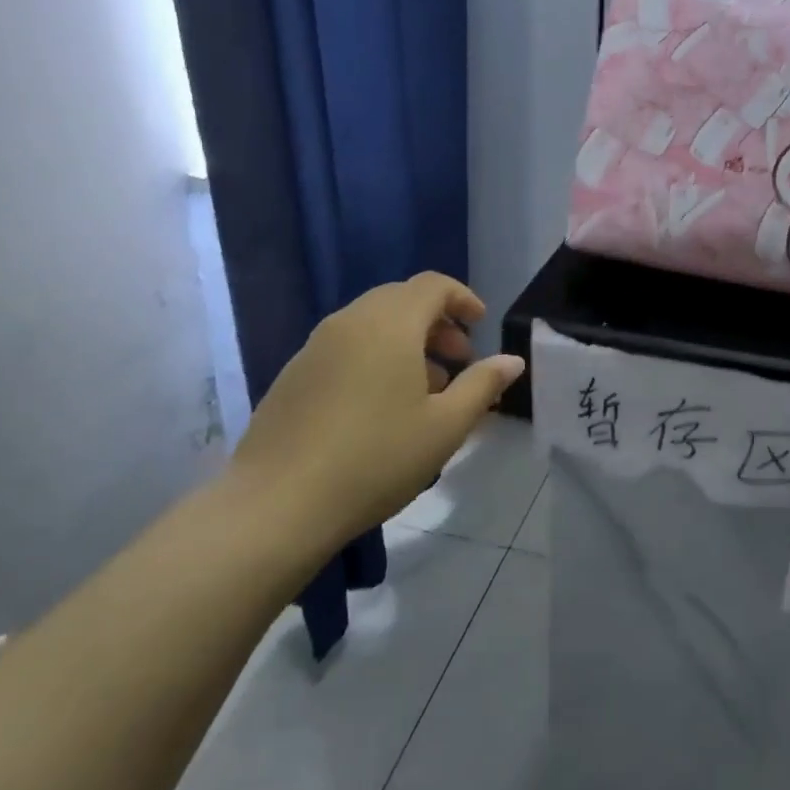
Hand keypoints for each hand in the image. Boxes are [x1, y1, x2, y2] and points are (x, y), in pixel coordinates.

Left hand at [223, 273, 524, 564]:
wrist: (277, 504)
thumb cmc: (376, 458)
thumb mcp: (446, 426)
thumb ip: (483, 385)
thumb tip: (512, 360)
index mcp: (390, 324)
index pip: (432, 285)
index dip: (462, 299)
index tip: (480, 328)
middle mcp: (350, 322)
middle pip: (401, 299)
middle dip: (437, 322)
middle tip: (459, 361)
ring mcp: (315, 347)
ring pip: (372, 324)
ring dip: (407, 342)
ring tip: (426, 389)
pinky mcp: (294, 374)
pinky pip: (346, 346)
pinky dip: (375, 356)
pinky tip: (381, 406)